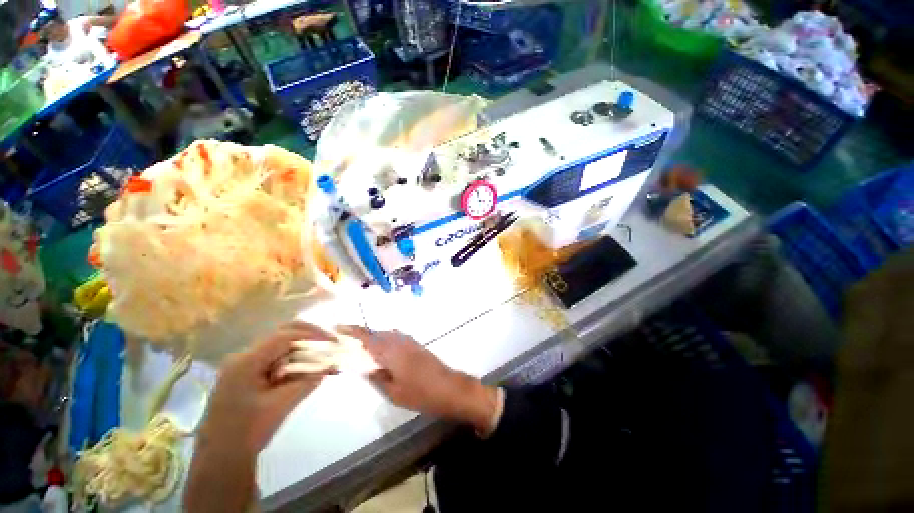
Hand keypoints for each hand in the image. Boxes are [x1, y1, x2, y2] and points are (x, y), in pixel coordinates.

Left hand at [199, 321, 332, 452]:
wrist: (219, 458)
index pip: (285, 336)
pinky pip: (273, 359)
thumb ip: (307, 380)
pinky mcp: (245, 375)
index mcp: (246, 362)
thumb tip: (330, 364)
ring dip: (301, 349)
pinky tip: (304, 369)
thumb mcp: (282, 404)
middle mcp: (242, 357)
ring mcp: (242, 365)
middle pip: (281, 334)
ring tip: (320, 359)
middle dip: (308, 336)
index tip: (332, 341)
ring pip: (278, 346)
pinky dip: (292, 360)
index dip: (312, 334)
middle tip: (328, 343)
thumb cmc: (248, 432)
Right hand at [337, 325, 500, 433]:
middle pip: (376, 333)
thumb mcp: (394, 392)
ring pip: (386, 334)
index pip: (367, 337)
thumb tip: (364, 367)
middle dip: (361, 335)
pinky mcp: (416, 344)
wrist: (448, 387)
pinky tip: (383, 352)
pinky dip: (385, 340)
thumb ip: (378, 377)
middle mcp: (399, 341)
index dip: (352, 330)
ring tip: (362, 348)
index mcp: (391, 352)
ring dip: (374, 337)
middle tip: (347, 342)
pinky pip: (396, 337)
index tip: (338, 327)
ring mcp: (409, 341)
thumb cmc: (420, 393)